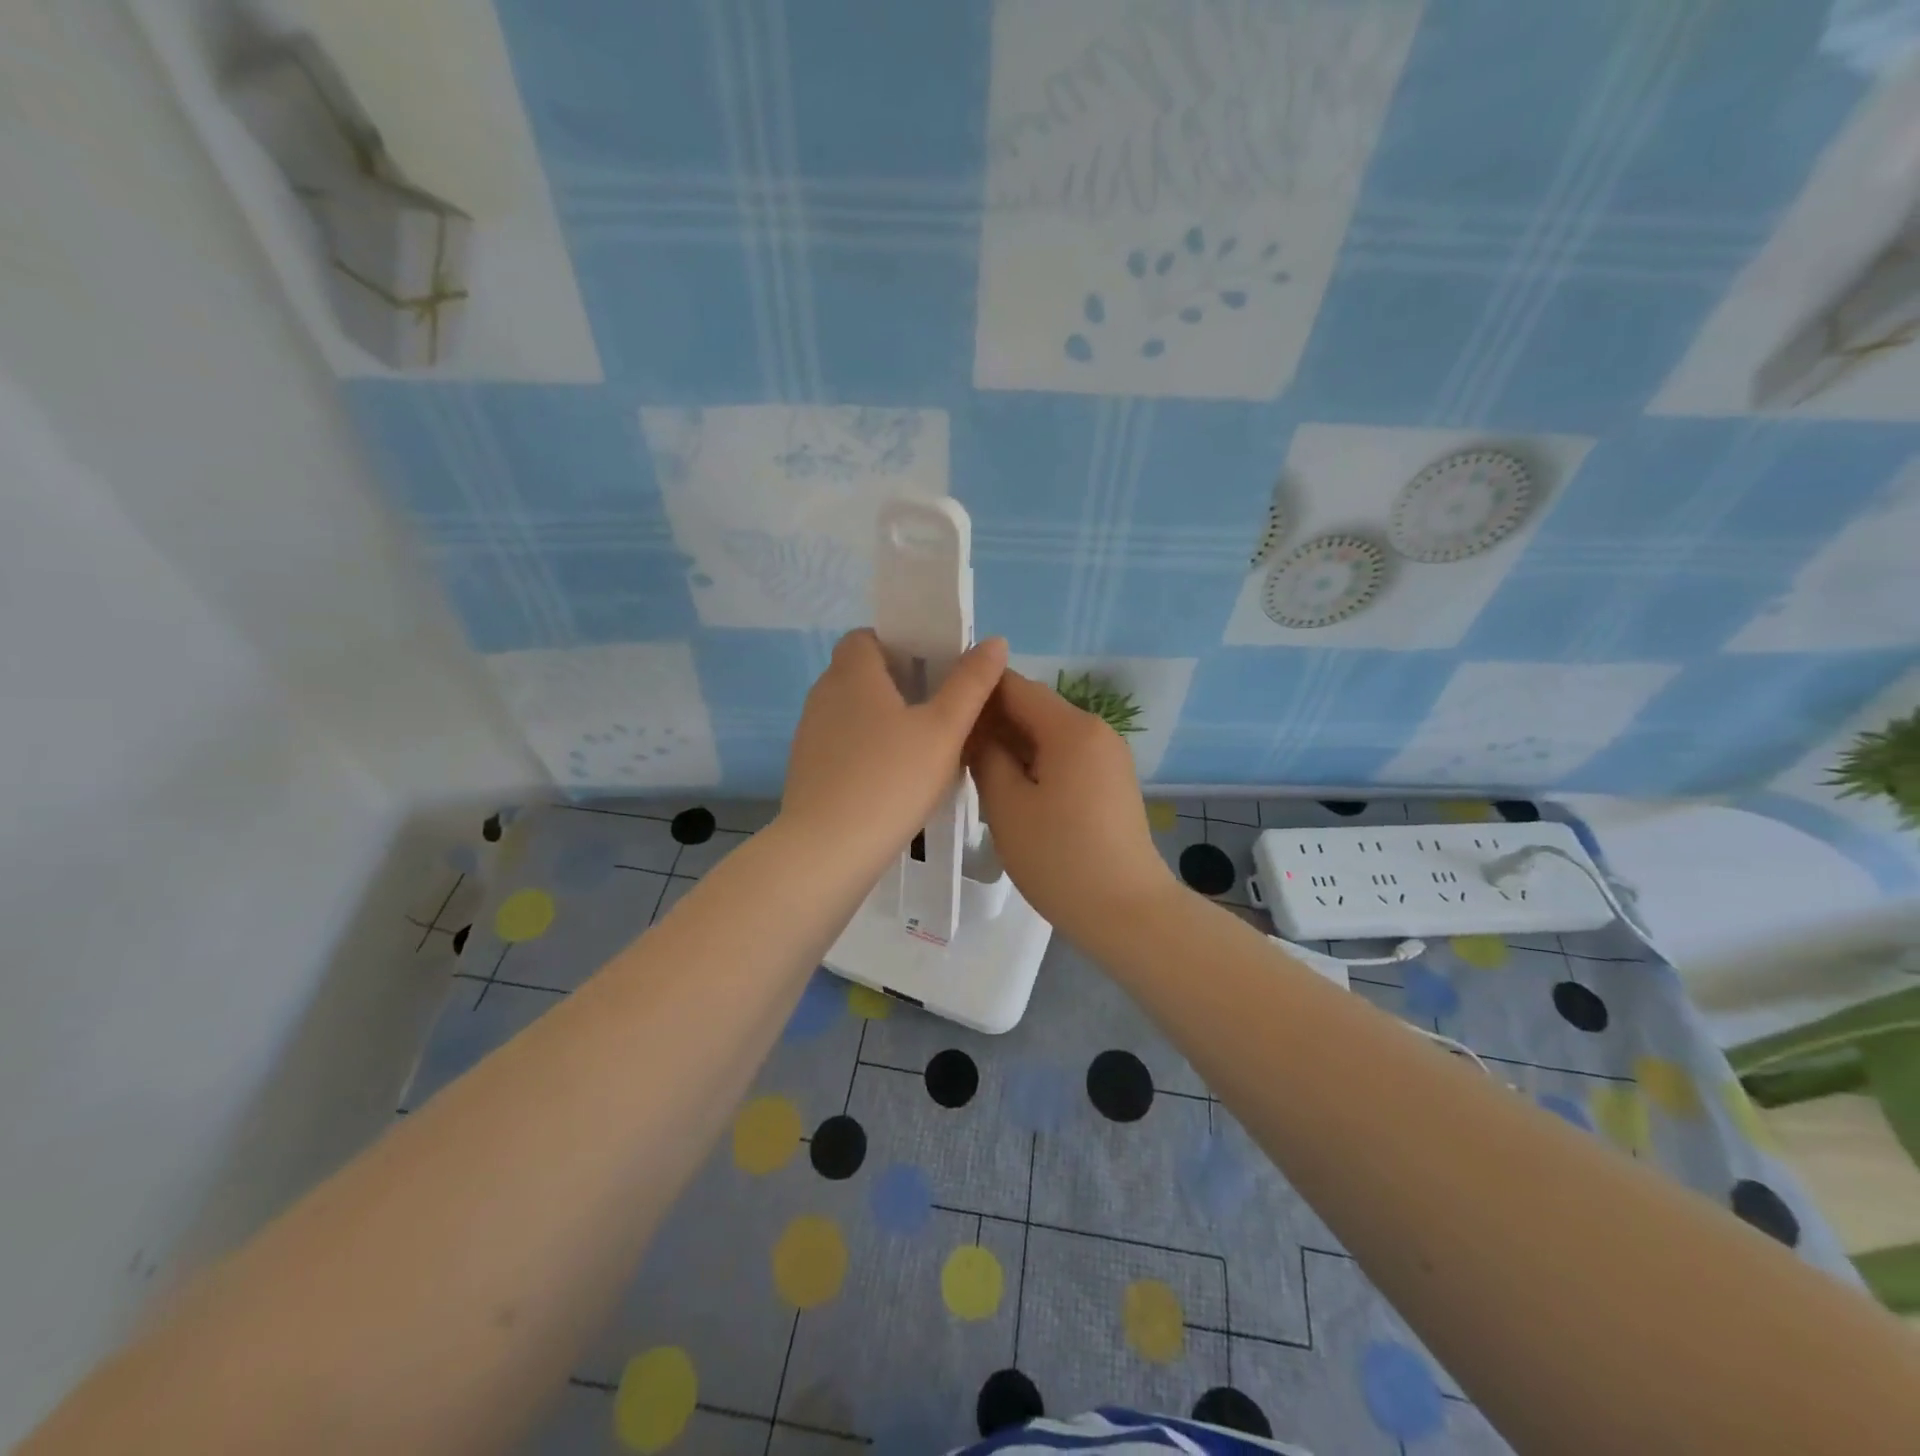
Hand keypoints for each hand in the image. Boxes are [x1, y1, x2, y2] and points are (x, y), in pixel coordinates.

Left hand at [781, 629, 1007, 867]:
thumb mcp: (943, 730)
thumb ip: (970, 683)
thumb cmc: (891, 779)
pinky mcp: (809, 769)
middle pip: (861, 673)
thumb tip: (994, 641)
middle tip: (940, 707)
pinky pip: (843, 743)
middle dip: (899, 682)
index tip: (932, 667)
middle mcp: (824, 696)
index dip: (899, 643)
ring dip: (884, 718)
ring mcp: (810, 734)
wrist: (828, 850)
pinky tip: (895, 778)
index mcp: (853, 674)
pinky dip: (868, 748)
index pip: (866, 637)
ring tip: (923, 745)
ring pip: (853, 711)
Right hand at [967, 669, 1177, 941]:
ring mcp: (1108, 757)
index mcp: (1071, 727)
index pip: (1015, 686)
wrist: (1126, 911)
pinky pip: (1065, 757)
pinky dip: (1034, 763)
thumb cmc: (1059, 856)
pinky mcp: (1111, 783)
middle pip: (1034, 708)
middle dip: (992, 720)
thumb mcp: (1007, 805)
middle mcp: (1096, 730)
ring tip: (971, 767)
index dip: (975, 690)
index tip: (941, 704)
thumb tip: (977, 732)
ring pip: (1048, 735)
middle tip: (948, 743)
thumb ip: (985, 756)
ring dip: (1011, 744)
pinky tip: (1008, 788)